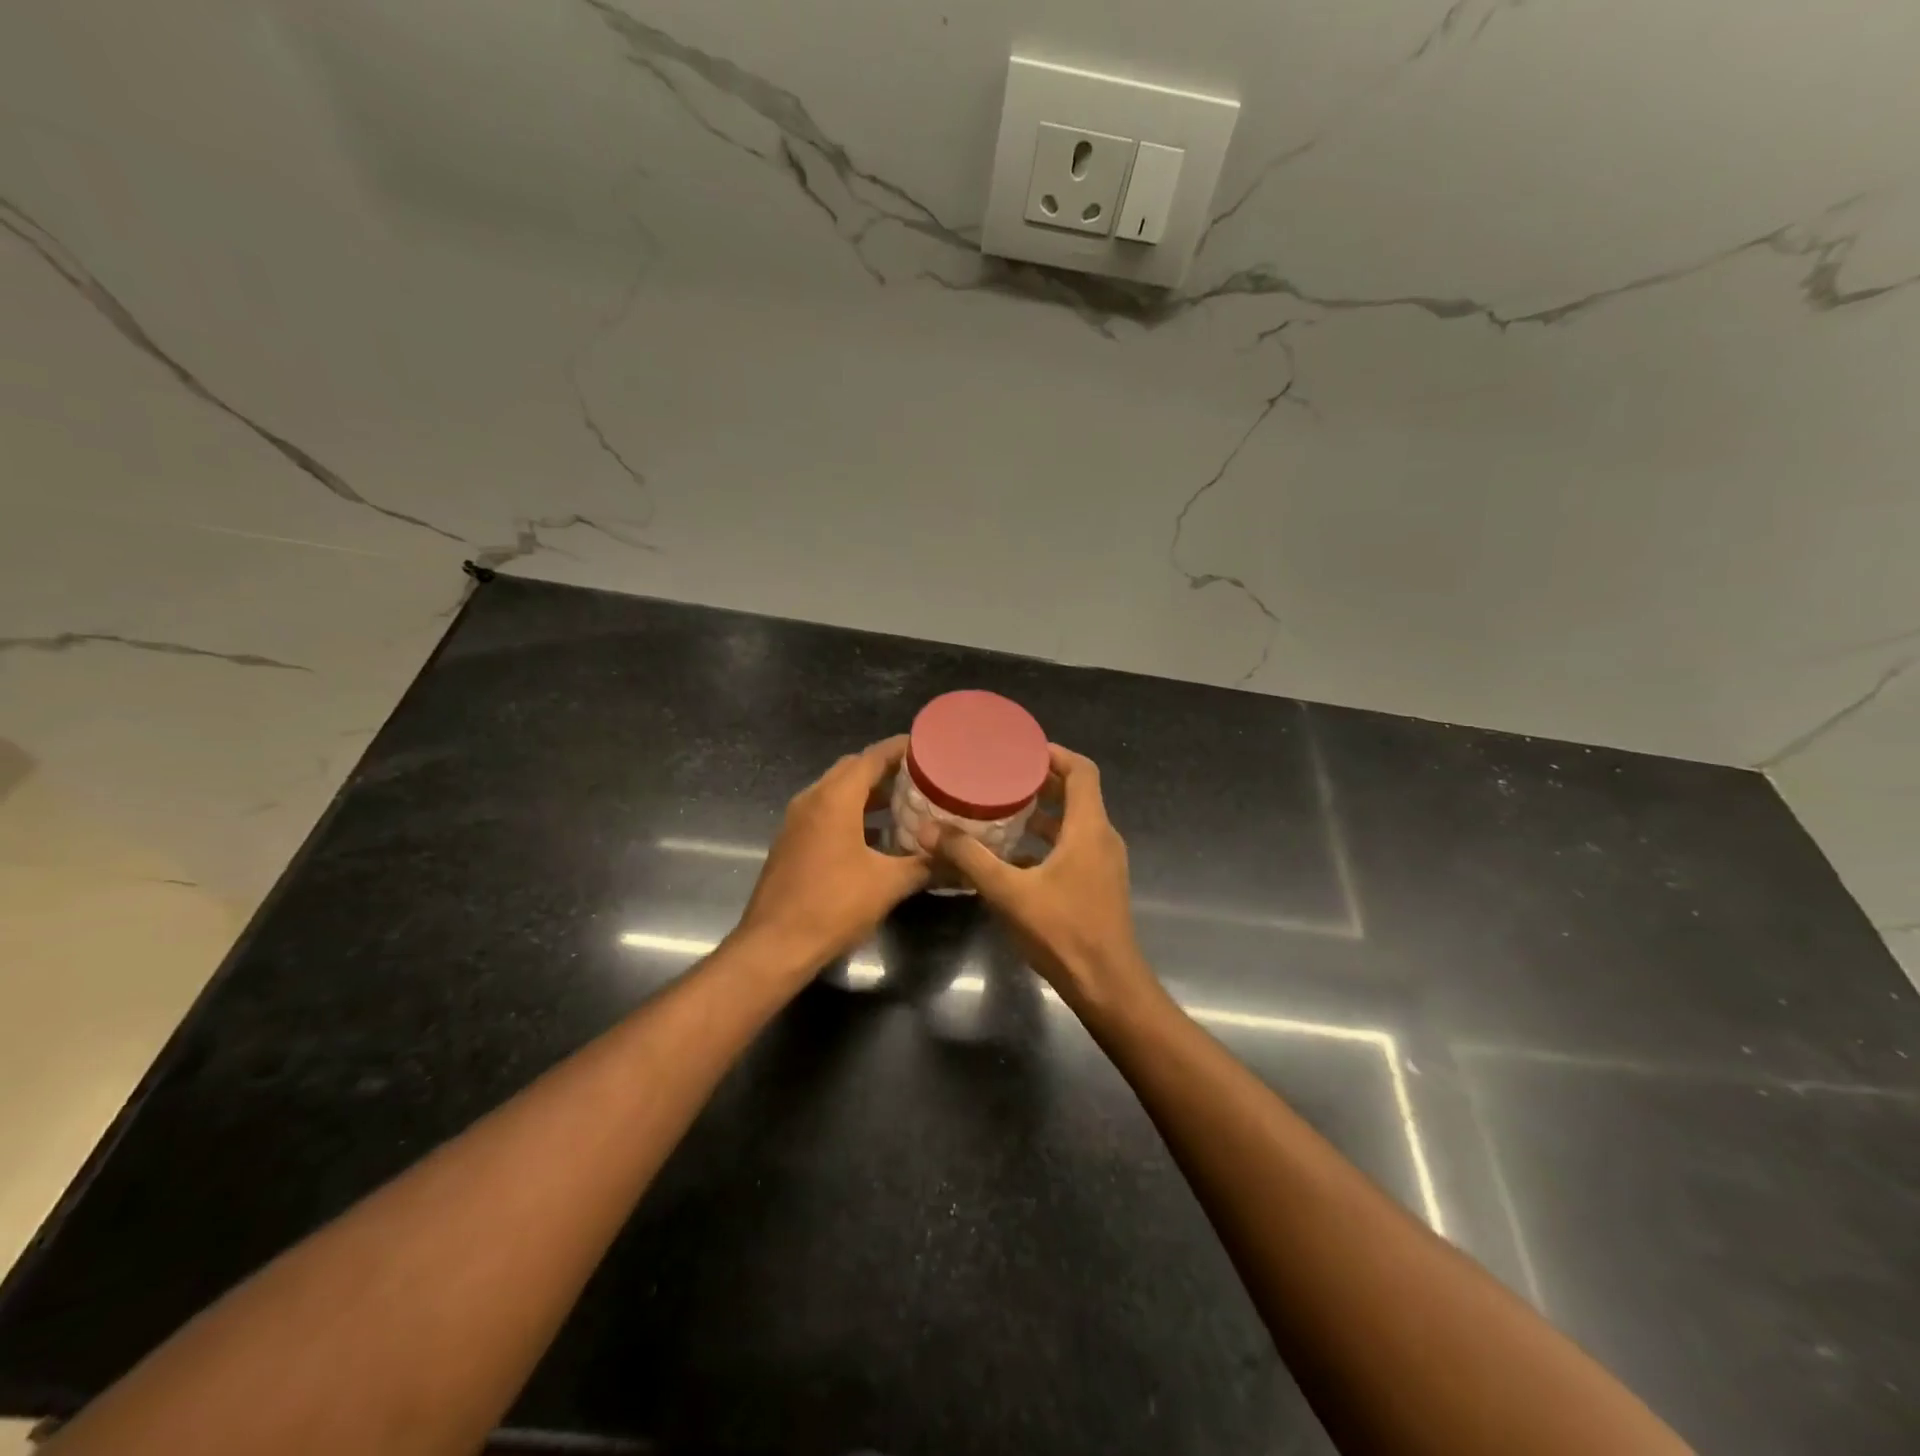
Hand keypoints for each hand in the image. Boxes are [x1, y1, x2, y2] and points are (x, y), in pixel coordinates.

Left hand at [734, 736, 931, 971]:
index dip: (901, 749)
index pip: (871, 757)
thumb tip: (959, 860)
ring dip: (869, 794)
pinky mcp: (792, 842)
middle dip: (886, 770)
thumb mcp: (888, 885)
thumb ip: (925, 865)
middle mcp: (812, 800)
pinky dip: (852, 814)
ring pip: (837, 792)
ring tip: (906, 804)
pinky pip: (826, 813)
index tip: (928, 747)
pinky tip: (878, 837)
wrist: (774, 946)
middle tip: (921, 777)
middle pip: (852, 770)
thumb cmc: (833, 906)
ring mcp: (797, 821)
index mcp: (834, 799)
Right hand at [936, 745, 1158, 1012]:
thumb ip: (969, 858)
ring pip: (1073, 823)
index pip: (1081, 771)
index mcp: (1088, 828)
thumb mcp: (1009, 892)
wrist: (1107, 985)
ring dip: (1042, 814)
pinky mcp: (1098, 884)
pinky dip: (1047, 841)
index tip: (1020, 750)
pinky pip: (1073, 847)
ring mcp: (1103, 863)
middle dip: (1040, 782)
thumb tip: (929, 830)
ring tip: (1000, 810)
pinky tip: (1012, 856)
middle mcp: (1102, 838)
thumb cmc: (1064, 932)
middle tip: (1000, 777)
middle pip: (1076, 794)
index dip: (1054, 754)